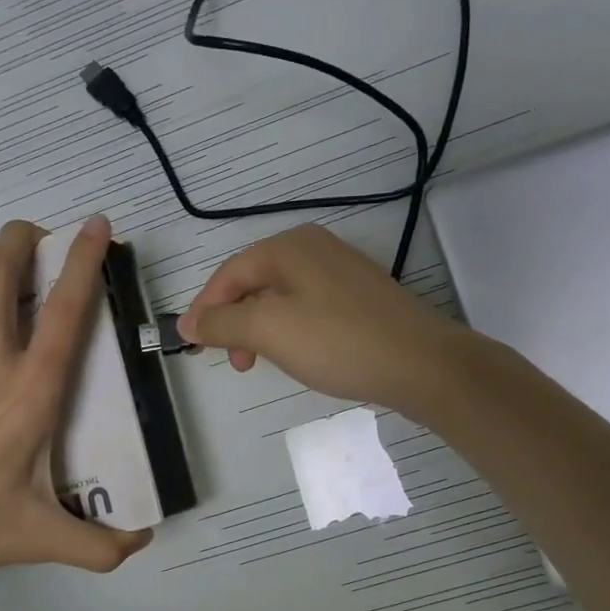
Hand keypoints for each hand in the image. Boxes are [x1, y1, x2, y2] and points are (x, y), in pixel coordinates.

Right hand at [178, 224, 470, 413]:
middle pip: (254, 283)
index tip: (192, 345)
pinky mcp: (360, 297)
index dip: (205, 308)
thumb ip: (222, 323)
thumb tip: (188, 322)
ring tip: (261, 364)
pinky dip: (290, 331)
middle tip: (234, 362)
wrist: (421, 364)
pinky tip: (298, 356)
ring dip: (261, 330)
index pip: (229, 273)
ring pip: (281, 298)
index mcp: (288, 246)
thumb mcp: (269, 330)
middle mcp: (314, 248)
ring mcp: (341, 272)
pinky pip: (308, 309)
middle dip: (235, 322)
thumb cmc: (337, 341)